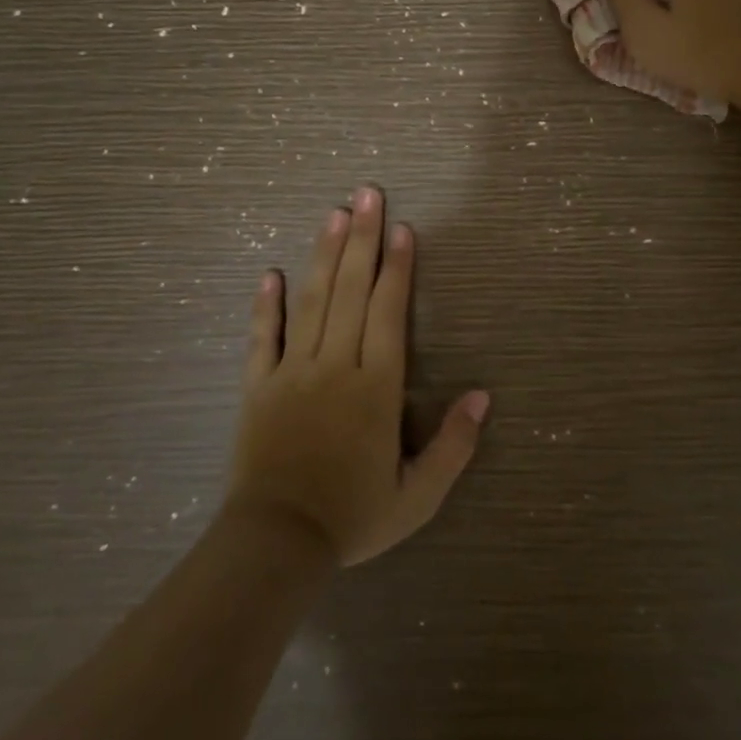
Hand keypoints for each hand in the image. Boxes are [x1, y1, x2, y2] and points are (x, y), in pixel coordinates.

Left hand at [227, 186, 489, 566]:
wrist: (276, 544)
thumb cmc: (353, 517)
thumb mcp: (417, 495)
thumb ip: (453, 446)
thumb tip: (482, 396)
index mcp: (375, 387)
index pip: (389, 313)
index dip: (398, 268)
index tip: (402, 229)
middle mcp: (335, 366)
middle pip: (352, 291)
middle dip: (362, 239)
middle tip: (368, 194)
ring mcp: (292, 372)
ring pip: (312, 302)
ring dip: (324, 255)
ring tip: (334, 214)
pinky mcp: (258, 386)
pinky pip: (263, 338)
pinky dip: (267, 305)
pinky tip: (271, 273)